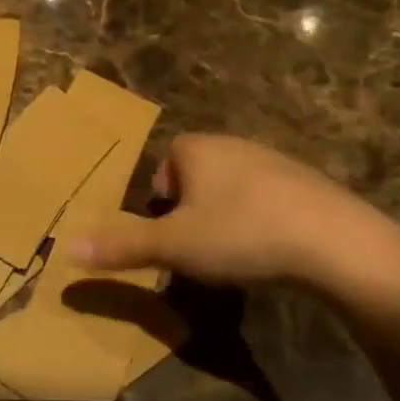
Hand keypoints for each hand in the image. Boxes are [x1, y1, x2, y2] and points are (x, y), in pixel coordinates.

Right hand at [70, 134, 399, 286]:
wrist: (332, 239)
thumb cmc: (240, 233)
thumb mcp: (173, 245)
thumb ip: (122, 245)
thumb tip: (67, 248)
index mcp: (195, 148)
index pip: (163, 166)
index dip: (160, 203)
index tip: (170, 238)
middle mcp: (231, 144)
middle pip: (196, 177)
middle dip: (191, 212)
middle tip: (197, 252)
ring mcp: (271, 160)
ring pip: (231, 189)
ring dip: (225, 217)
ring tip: (233, 257)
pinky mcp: (304, 182)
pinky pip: (266, 200)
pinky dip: (260, 222)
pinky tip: (270, 252)